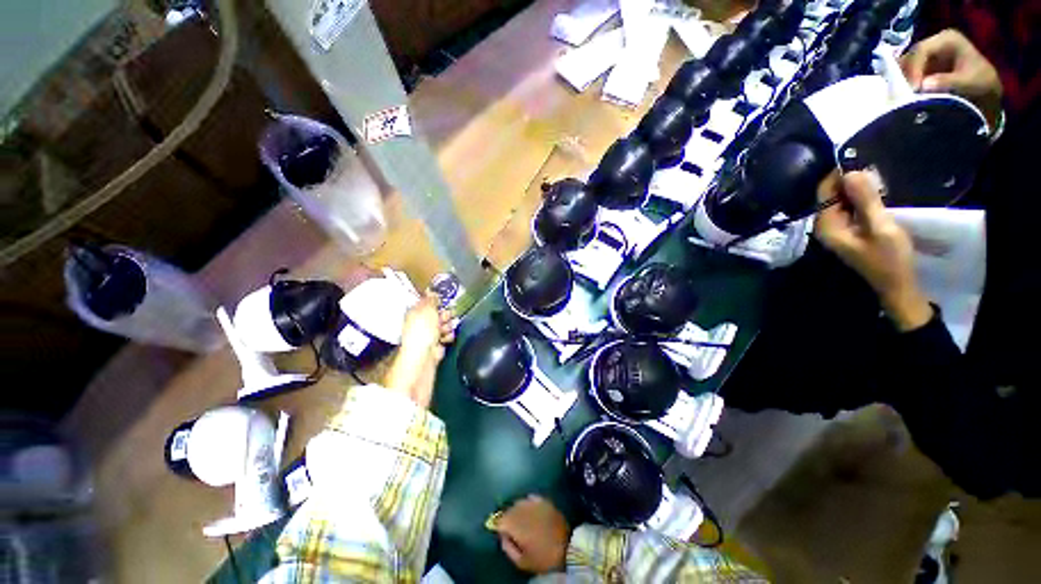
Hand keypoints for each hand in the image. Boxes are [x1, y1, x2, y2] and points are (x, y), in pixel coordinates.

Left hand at [399, 293, 456, 358]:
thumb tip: (432, 291)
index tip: (443, 301)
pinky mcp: (437, 342)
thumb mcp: (427, 309)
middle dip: (445, 314)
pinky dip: (448, 336)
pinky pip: (447, 335)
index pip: (428, 302)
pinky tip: (444, 339)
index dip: (437, 301)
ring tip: (444, 330)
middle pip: (439, 312)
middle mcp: (422, 321)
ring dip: (448, 326)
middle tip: (445, 317)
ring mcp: (430, 333)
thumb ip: (431, 300)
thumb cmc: (422, 330)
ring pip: (446, 323)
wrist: (423, 355)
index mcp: (416, 311)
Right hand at [495, 495, 570, 573]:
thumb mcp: (522, 561)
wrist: (568, 549)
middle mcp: (524, 510)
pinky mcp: (545, 501)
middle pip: (509, 508)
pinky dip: (528, 502)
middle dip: (507, 516)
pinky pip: (531, 498)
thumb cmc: (543, 558)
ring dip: (517, 509)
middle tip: (509, 526)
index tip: (499, 530)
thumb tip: (502, 536)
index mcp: (516, 525)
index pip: (501, 519)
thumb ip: (508, 548)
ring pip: (520, 502)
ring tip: (520, 518)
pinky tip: (529, 509)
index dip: (498, 524)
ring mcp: (535, 503)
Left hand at [814, 170, 931, 331]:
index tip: (859, 157)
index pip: (824, 192)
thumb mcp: (880, 226)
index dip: (838, 174)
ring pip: (842, 201)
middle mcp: (826, 226)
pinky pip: (851, 208)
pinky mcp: (850, 231)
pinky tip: (877, 192)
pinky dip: (861, 199)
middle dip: (849, 180)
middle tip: (873, 165)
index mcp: (827, 225)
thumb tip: (851, 172)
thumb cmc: (889, 258)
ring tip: (878, 175)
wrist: (897, 285)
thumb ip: (865, 200)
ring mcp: (838, 229)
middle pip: (831, 195)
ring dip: (857, 189)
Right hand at [901, 29, 1002, 129]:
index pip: (922, 50)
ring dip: (901, 82)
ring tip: (902, 97)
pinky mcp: (920, 68)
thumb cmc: (981, 83)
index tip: (913, 88)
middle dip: (905, 76)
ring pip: (904, 66)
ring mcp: (926, 56)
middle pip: (910, 58)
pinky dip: (901, 85)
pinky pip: (905, 74)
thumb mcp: (970, 81)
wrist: (985, 90)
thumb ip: (949, 81)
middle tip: (904, 95)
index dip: (914, 68)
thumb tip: (923, 85)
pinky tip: (902, 96)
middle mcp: (933, 44)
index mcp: (947, 39)